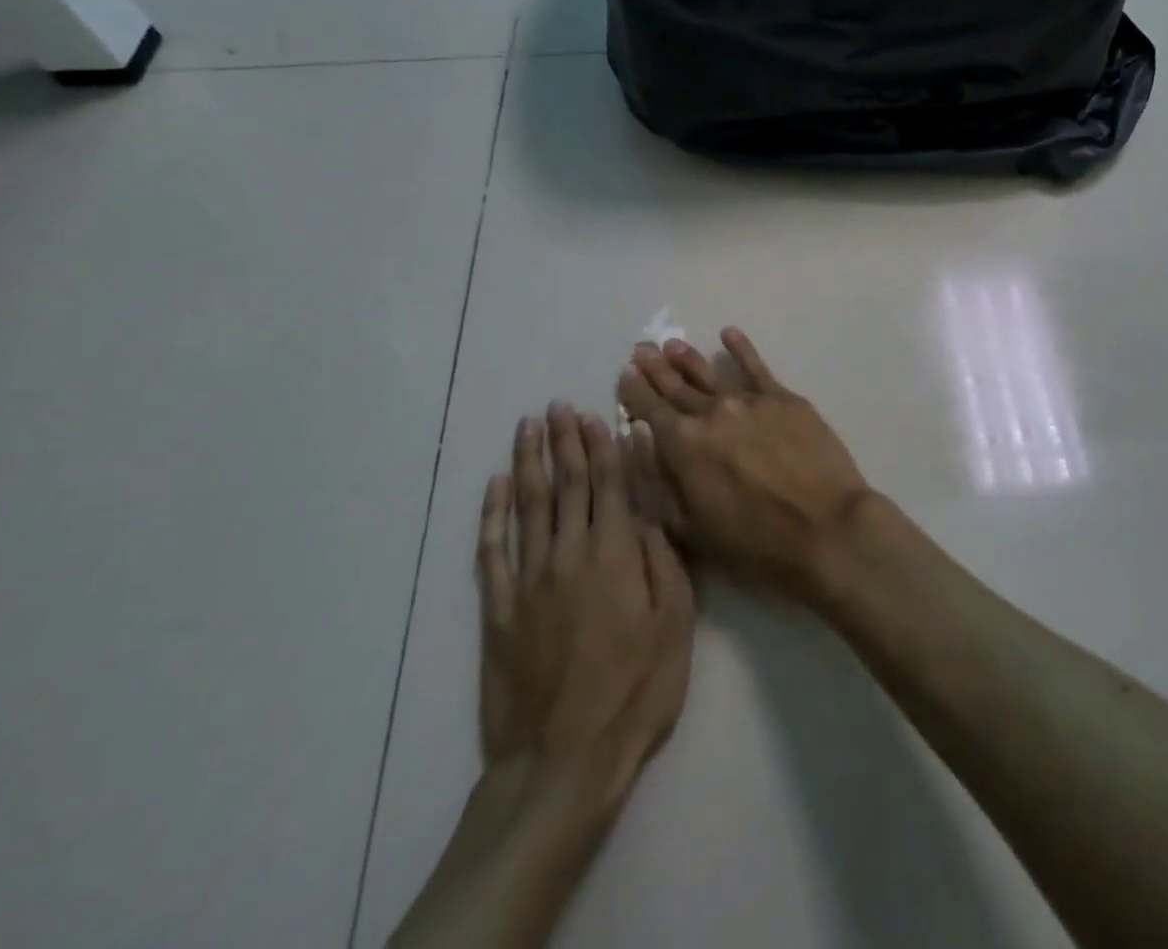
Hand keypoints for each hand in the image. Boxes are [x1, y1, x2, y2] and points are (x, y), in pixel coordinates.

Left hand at [477, 403, 694, 794]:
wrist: (563, 760)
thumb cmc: (635, 691)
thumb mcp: (676, 625)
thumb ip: (665, 562)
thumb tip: (653, 512)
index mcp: (616, 555)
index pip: (610, 485)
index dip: (603, 447)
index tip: (597, 415)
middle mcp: (569, 554)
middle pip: (567, 484)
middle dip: (565, 441)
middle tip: (559, 406)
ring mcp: (528, 579)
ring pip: (528, 505)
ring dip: (529, 461)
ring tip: (528, 426)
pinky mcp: (497, 609)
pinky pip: (491, 550)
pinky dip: (491, 514)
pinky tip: (494, 485)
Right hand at [616, 328, 873, 596]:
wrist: (824, 527)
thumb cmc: (754, 541)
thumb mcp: (691, 527)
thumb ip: (661, 481)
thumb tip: (640, 440)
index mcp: (683, 444)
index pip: (649, 409)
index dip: (634, 391)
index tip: (625, 374)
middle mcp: (712, 412)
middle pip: (677, 386)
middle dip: (656, 369)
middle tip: (642, 350)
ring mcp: (750, 401)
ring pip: (711, 374)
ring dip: (689, 358)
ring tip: (673, 344)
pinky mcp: (784, 399)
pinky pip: (757, 367)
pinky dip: (742, 348)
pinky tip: (729, 333)